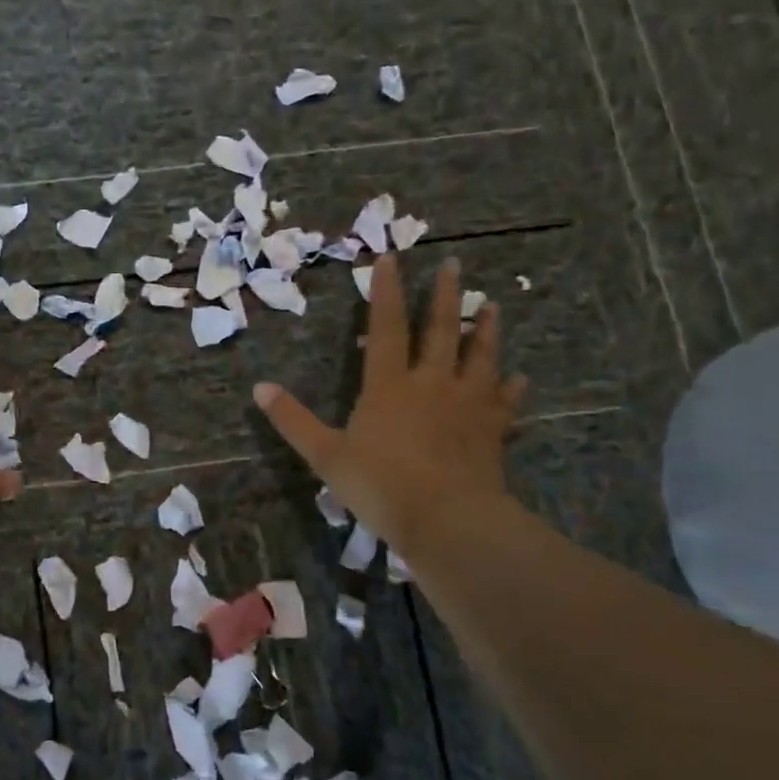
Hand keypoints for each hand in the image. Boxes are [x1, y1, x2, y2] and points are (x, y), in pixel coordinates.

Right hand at [253, 254, 526, 556]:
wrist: (447, 521)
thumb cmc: (380, 485)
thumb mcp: (325, 455)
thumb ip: (292, 420)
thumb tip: (259, 388)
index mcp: (389, 385)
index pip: (387, 327)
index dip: (387, 292)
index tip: (391, 258)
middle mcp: (432, 384)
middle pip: (441, 331)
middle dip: (444, 296)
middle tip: (453, 265)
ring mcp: (467, 406)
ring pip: (480, 357)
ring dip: (485, 330)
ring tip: (492, 307)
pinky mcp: (492, 431)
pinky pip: (504, 402)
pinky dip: (511, 389)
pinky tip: (519, 379)